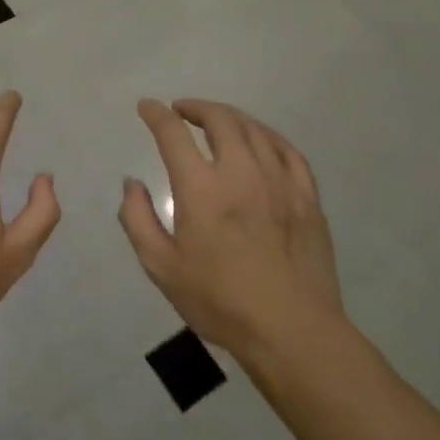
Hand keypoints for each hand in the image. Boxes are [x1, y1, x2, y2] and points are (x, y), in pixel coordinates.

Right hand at [117, 98, 344, 363]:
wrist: (292, 332)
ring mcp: (279, 181)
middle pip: (220, 119)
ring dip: (229, 118)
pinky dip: (267, 136)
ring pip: (254, 129)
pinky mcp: (307, 197)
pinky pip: (287, 150)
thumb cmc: (219, 301)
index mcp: (201, 188)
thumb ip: (138, 219)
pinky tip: (260, 141)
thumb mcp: (161, 267)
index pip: (173, 133)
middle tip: (182, 110)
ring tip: (216, 122)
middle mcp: (240, 173)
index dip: (156, 114)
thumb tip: (132, 184)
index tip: (147, 107)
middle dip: (196, 107)